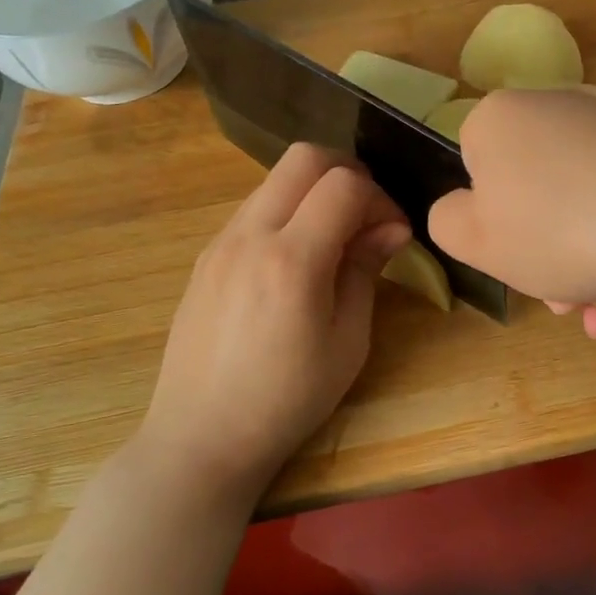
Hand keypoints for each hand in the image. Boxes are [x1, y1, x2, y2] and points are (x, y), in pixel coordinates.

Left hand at [138, 144, 410, 502]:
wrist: (200, 436)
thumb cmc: (286, 400)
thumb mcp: (346, 342)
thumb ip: (365, 271)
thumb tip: (392, 226)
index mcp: (292, 260)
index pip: (345, 185)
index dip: (381, 198)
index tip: (394, 233)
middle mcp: (250, 235)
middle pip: (304, 157)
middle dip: (348, 173)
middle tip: (368, 216)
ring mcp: (220, 241)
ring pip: (275, 179)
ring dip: (313, 192)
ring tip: (334, 241)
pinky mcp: (205, 256)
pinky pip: (253, 209)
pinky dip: (286, 212)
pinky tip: (296, 260)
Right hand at [428, 91, 595, 335]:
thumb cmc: (555, 227)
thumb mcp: (473, 239)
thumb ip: (447, 222)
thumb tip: (465, 209)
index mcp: (498, 120)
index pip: (472, 164)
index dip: (485, 217)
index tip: (506, 255)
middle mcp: (554, 110)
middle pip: (531, 191)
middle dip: (539, 254)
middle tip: (558, 302)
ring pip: (579, 207)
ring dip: (580, 265)